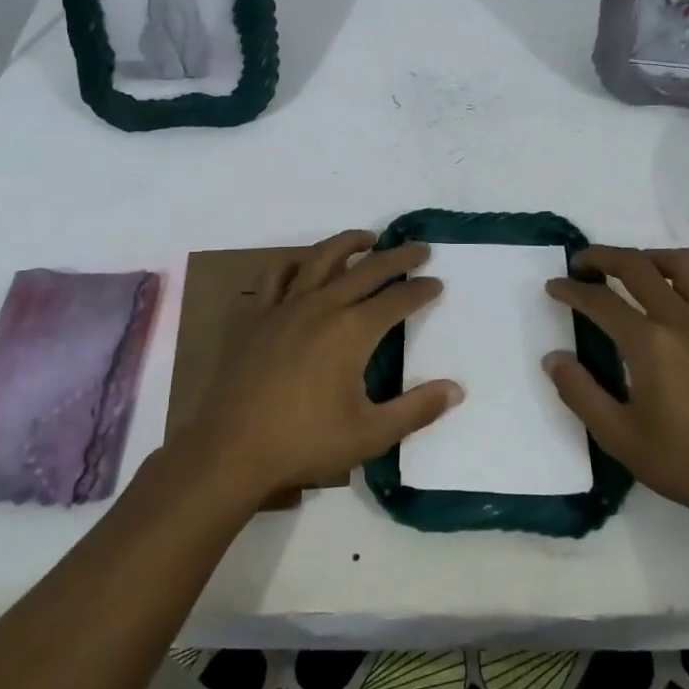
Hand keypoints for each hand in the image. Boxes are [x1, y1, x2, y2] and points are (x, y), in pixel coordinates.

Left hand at [177, 230, 461, 509]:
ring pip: (321, 258)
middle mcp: (322, 306)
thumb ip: (416, 409)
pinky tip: (303, 264)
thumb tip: (456, 389)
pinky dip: (294, 262)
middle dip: (397, 257)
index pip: (397, 300)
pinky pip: (276, 275)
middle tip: (419, 248)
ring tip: (367, 238)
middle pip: (367, 269)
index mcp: (352, 331)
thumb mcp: (370, 434)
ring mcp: (285, 306)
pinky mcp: (256, 316)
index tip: (436, 283)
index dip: (421, 290)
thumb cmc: (305, 443)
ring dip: (348, 243)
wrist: (231, 450)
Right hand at [543, 246, 688, 534]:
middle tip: (580, 265)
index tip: (553, 287)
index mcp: (650, 342)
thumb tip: (553, 358)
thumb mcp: (619, 437)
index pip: (600, 300)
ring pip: (682, 263)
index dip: (571, 290)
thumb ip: (579, 392)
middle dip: (602, 257)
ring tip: (631, 273)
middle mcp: (682, 319)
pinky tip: (679, 303)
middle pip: (637, 265)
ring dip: (649, 258)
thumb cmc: (686, 463)